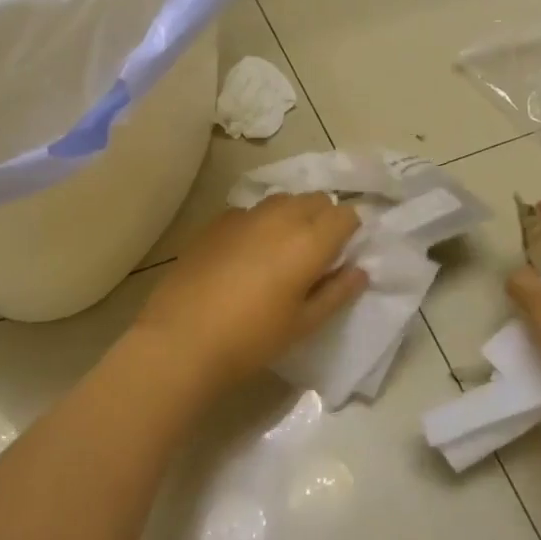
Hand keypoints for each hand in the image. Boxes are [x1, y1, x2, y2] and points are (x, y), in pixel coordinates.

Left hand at [130, 194, 368, 390]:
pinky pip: (250, 211)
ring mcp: (244, 215)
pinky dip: (259, 224)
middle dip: (323, 219)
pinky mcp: (216, 222)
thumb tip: (358, 270)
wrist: (181, 340)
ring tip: (281, 252)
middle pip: (315, 199)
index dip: (349, 233)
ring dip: (292, 216)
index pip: (346, 214)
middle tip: (315, 256)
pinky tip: (246, 255)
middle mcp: (280, 217)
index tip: (340, 257)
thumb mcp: (304, 324)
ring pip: (282, 200)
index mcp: (309, 241)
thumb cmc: (252, 339)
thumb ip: (337, 292)